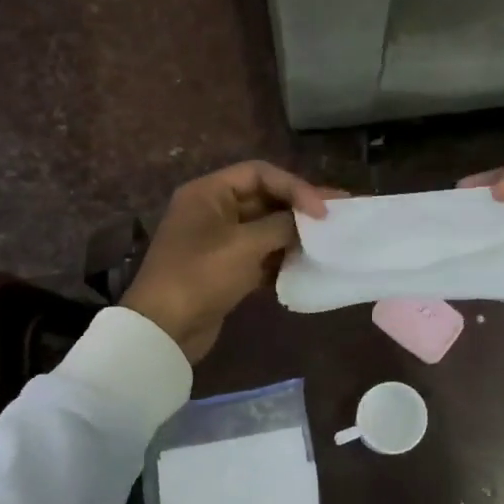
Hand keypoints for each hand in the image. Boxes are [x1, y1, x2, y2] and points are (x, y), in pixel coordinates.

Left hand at [122, 161, 340, 362]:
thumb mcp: (245, 245)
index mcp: (209, 192)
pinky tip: (306, 265)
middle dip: (299, 208)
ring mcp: (217, 240)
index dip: (295, 186)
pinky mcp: (224, 268)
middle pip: (264, 198)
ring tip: (328, 241)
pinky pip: (258, 254)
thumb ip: (281, 226)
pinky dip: (280, 257)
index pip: (260, 173)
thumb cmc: (201, 276)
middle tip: (339, 214)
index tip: (322, 210)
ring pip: (264, 228)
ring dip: (293, 234)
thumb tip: (307, 221)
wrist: (164, 330)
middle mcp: (212, 210)